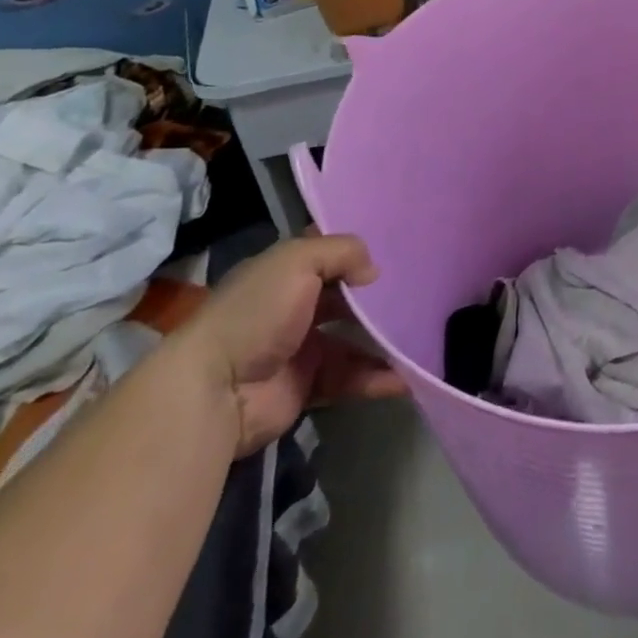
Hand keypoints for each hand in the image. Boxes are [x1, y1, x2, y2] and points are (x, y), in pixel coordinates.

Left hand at [176, 233, 407, 458]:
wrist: (215, 391)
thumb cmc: (256, 313)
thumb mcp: (298, 261)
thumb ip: (343, 252)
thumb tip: (373, 272)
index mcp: (284, 274)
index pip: (326, 253)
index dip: (356, 250)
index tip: (396, 246)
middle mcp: (294, 307)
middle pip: (346, 297)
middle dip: (378, 297)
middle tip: (420, 293)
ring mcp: (302, 348)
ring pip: (354, 339)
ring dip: (385, 341)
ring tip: (422, 338)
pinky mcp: (309, 386)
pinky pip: (352, 378)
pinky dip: (378, 379)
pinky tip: (407, 378)